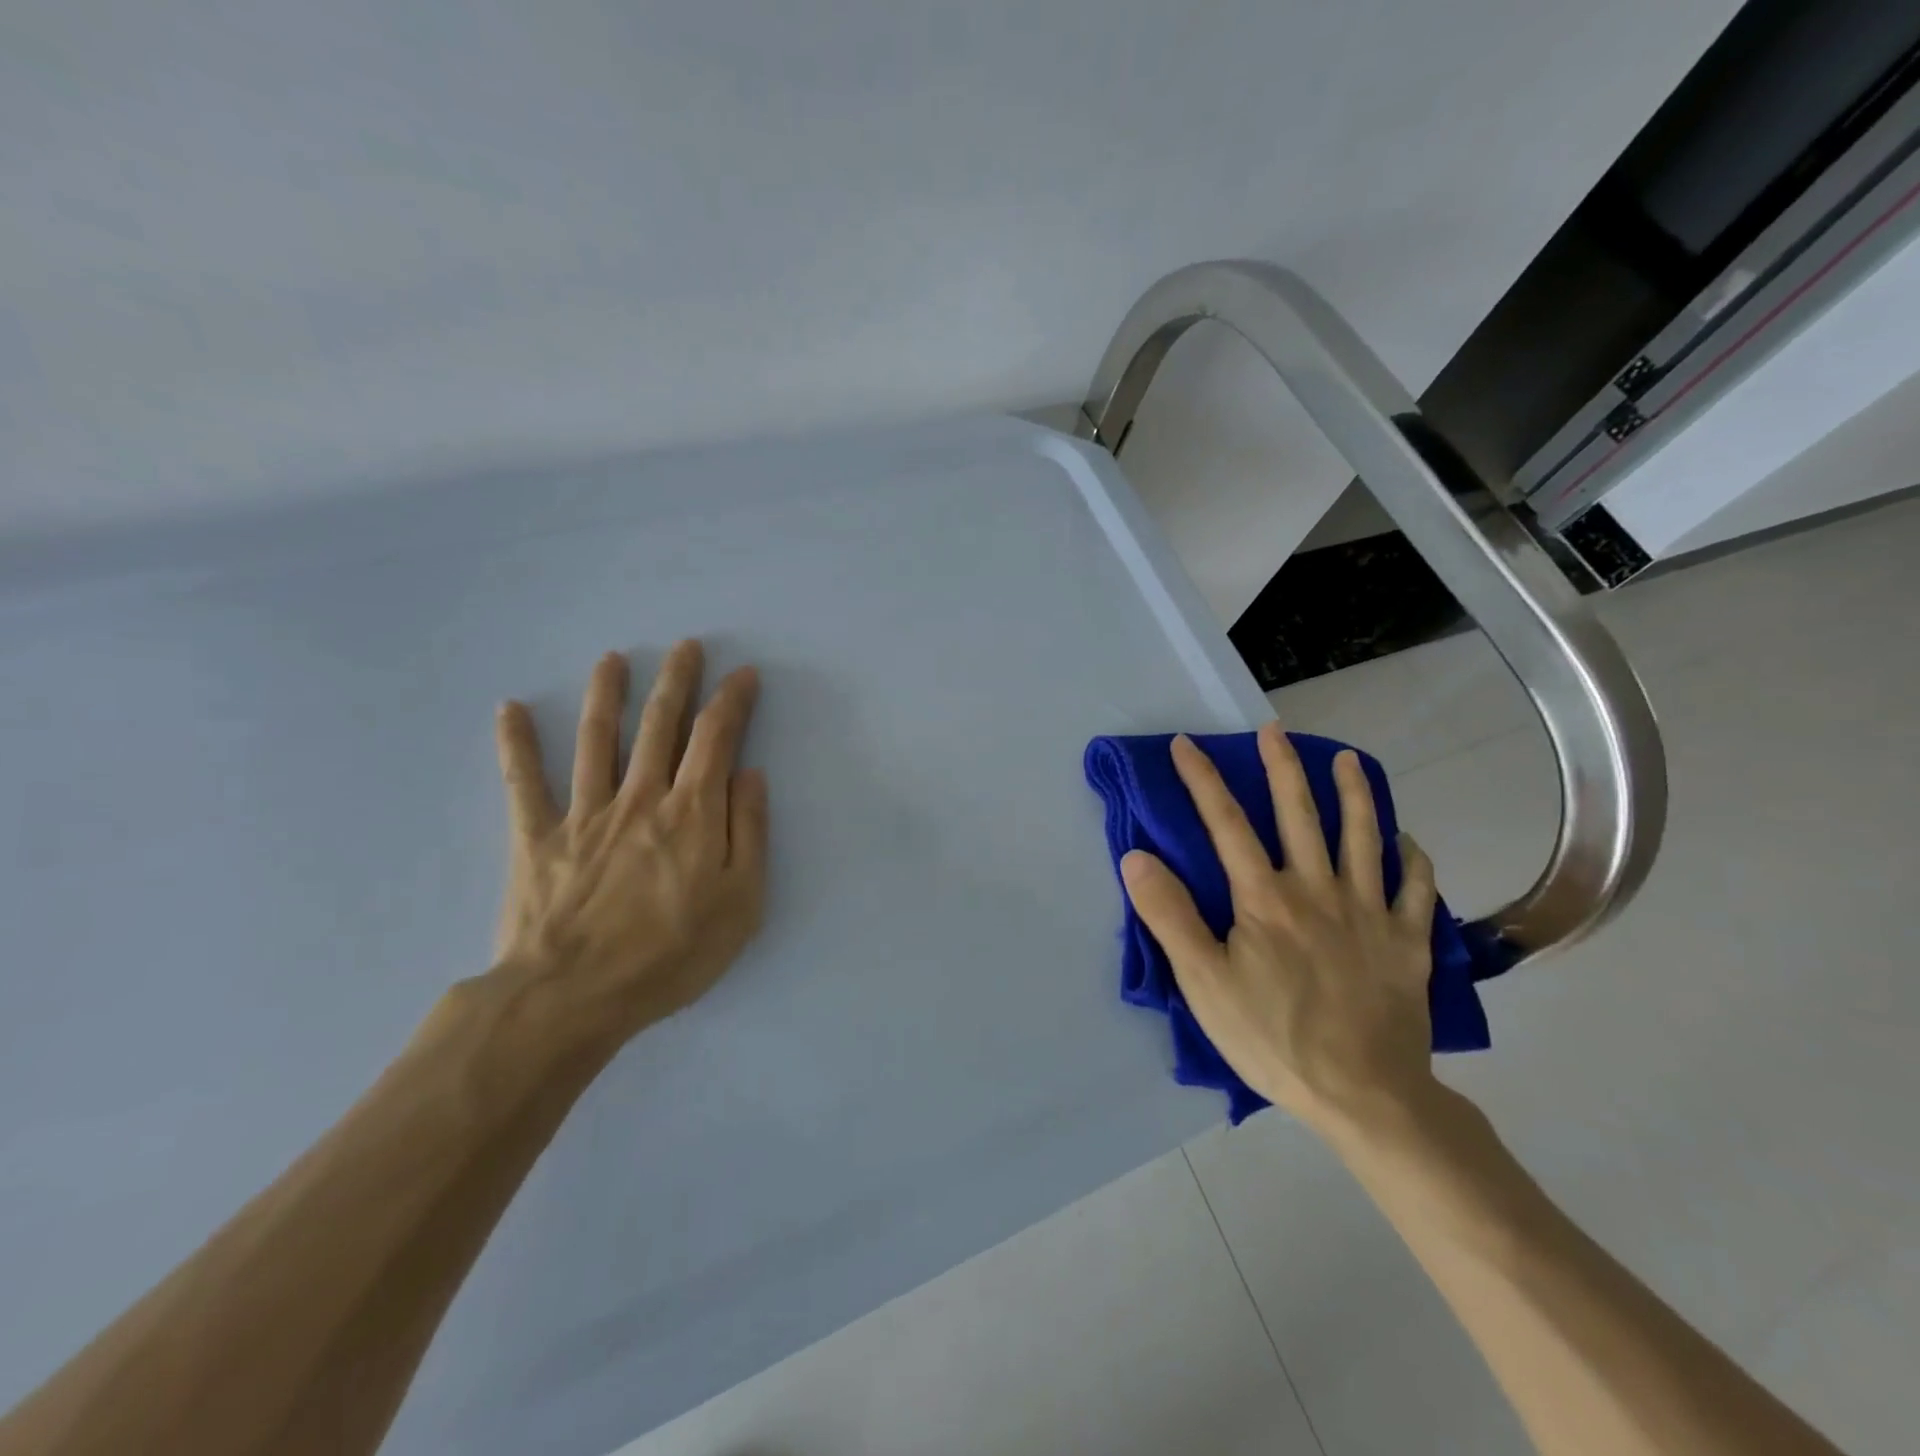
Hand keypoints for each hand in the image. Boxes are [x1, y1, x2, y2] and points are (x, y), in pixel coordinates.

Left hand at [487, 640, 767, 1048]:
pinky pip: (523, 782)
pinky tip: (509, 708)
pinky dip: (515, 744)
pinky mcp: (537, 837)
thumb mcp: (741, 901)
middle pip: (660, 725)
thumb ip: (749, 832)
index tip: (742, 674)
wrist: (574, 996)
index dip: (732, 701)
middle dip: (676, 681)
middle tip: (685, 646)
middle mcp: (640, 797)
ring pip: (597, 740)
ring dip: (607, 695)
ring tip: (612, 659)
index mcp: (691, 812)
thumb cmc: (671, 954)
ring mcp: (584, 813)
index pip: (716, 739)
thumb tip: (750, 774)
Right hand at [1120, 724, 1438, 1135]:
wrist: (1365, 1095)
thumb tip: (1136, 856)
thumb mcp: (1203, 983)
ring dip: (1355, 794)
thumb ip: (1170, 916)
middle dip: (1283, 767)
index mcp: (1265, 898)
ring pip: (1364, 838)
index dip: (1204, 779)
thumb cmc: (1273, 1038)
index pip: (1226, 824)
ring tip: (1349, 760)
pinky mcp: (1407, 943)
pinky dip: (1412, 859)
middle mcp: (1319, 890)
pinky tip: (1406, 840)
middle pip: (1300, 814)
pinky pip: (1415, 889)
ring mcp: (1370, 913)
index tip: (1187, 744)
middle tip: (1274, 730)